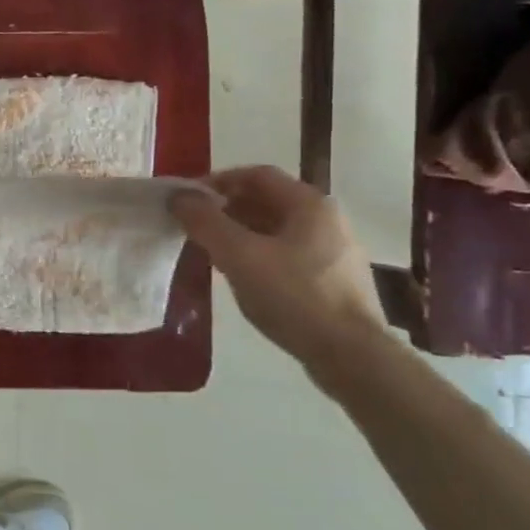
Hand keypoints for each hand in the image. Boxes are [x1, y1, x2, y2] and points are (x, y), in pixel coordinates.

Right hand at [168, 165, 386, 372]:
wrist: (350, 355)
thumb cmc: (294, 296)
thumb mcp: (239, 255)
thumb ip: (205, 221)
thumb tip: (178, 197)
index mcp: (309, 203)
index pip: (256, 174)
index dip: (217, 181)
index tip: (187, 200)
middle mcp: (326, 219)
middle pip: (266, 200)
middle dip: (225, 209)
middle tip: (193, 227)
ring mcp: (333, 250)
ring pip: (275, 229)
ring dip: (239, 233)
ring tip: (210, 253)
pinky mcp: (333, 279)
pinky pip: (286, 253)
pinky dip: (257, 254)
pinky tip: (240, 276)